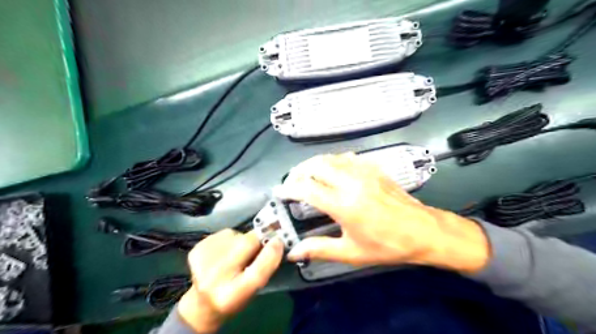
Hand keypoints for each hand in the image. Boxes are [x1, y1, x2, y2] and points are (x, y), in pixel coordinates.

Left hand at [177, 229, 283, 332]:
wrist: (203, 302)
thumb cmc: (235, 297)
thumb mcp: (254, 289)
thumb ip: (265, 267)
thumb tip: (276, 240)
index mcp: (233, 296)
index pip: (257, 272)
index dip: (271, 254)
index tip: (279, 241)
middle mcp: (214, 279)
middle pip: (244, 245)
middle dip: (258, 238)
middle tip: (263, 239)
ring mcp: (202, 262)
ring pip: (235, 235)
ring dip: (243, 239)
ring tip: (239, 253)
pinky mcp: (196, 250)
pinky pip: (224, 234)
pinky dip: (231, 239)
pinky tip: (225, 252)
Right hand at [275, 154, 488, 273]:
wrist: (422, 230)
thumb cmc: (386, 245)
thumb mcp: (351, 252)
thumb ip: (320, 249)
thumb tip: (293, 252)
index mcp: (343, 205)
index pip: (307, 189)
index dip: (289, 189)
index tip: (279, 191)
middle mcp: (351, 182)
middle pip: (316, 166)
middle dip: (298, 171)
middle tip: (292, 182)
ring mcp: (364, 172)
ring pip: (330, 158)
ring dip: (314, 164)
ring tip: (307, 175)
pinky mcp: (373, 168)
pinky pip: (347, 157)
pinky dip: (332, 161)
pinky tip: (332, 170)